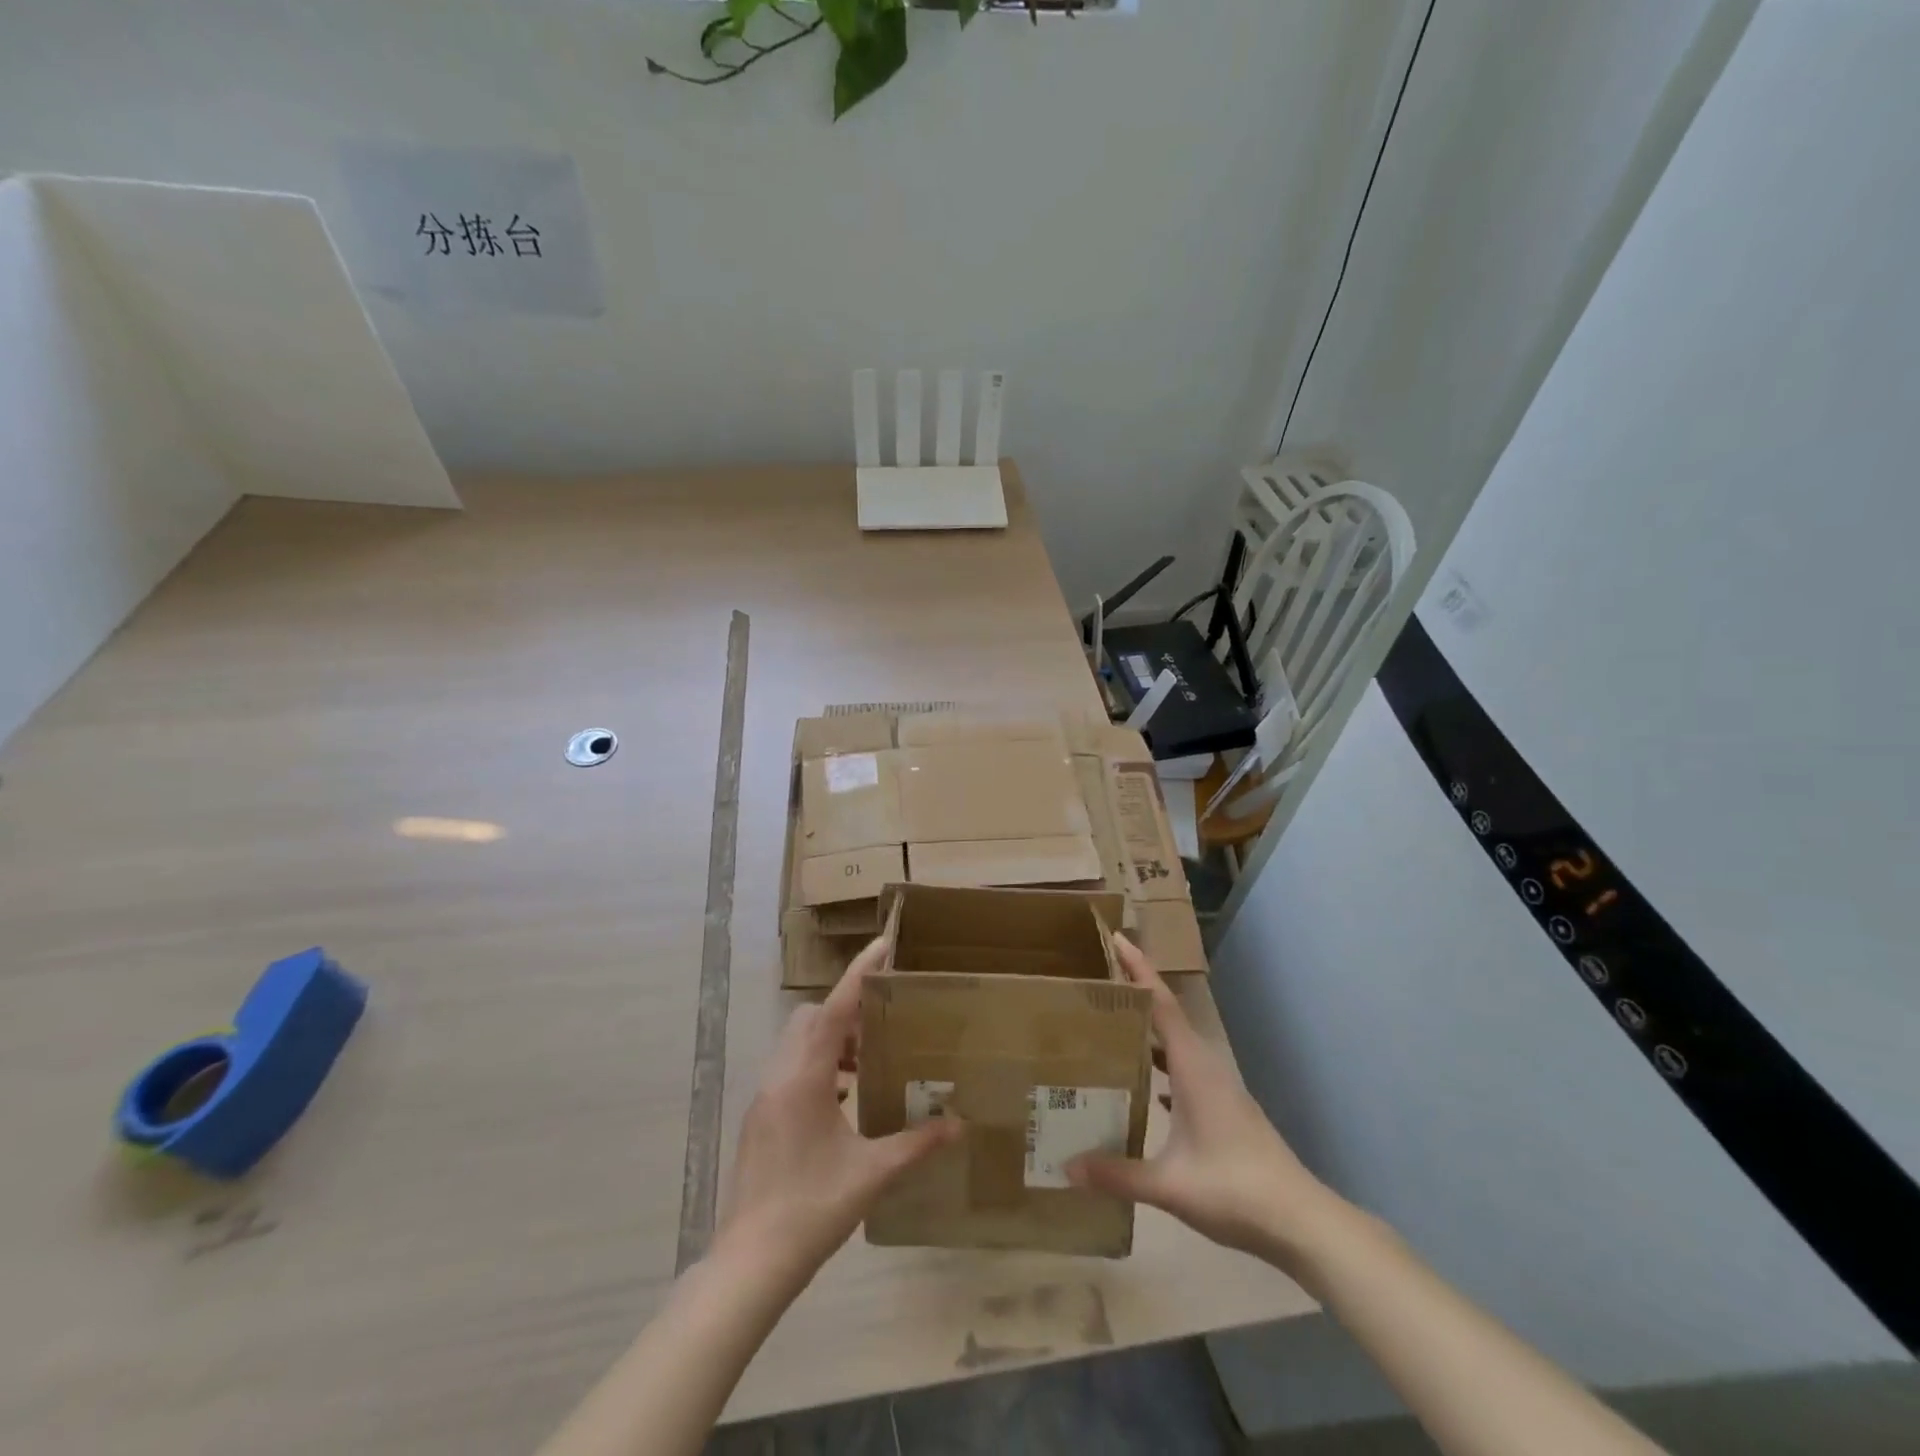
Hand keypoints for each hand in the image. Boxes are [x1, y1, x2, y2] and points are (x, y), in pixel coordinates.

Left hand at [712, 938, 960, 1288]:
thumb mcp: (872, 1174)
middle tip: (883, 1026)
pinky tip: (843, 1099)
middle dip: (847, 1010)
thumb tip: (959, 1125)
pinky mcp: (759, 1116)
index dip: (859, 974)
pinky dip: (817, 1064)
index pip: (835, 1009)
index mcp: (805, 1078)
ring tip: (866, 1064)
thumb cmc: (812, 1209)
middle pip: (812, 1017)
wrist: (750, 1263)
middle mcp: (779, 1076)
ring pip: (797, 1041)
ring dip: (831, 1039)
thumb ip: (917, 1143)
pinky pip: (790, 1067)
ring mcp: (764, 1096)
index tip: (883, 944)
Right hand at [1067, 935, 1344, 1269]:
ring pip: (1178, 1044)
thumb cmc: (1235, 1189)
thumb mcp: (1170, 1184)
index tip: (1117, 939)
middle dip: (1137, 993)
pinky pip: (1185, 1069)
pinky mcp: (1226, 1108)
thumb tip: (1067, 1166)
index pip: (1161, 1005)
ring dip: (1149, 1029)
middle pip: (1168, 1016)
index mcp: (1194, 1068)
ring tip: (1113, 1026)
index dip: (1139, 970)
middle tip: (1099, 979)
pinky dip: (1163, 1063)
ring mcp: (1220, 1088)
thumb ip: (1117, 1174)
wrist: (1300, 1221)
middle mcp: (1206, 1067)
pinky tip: (1146, 1085)